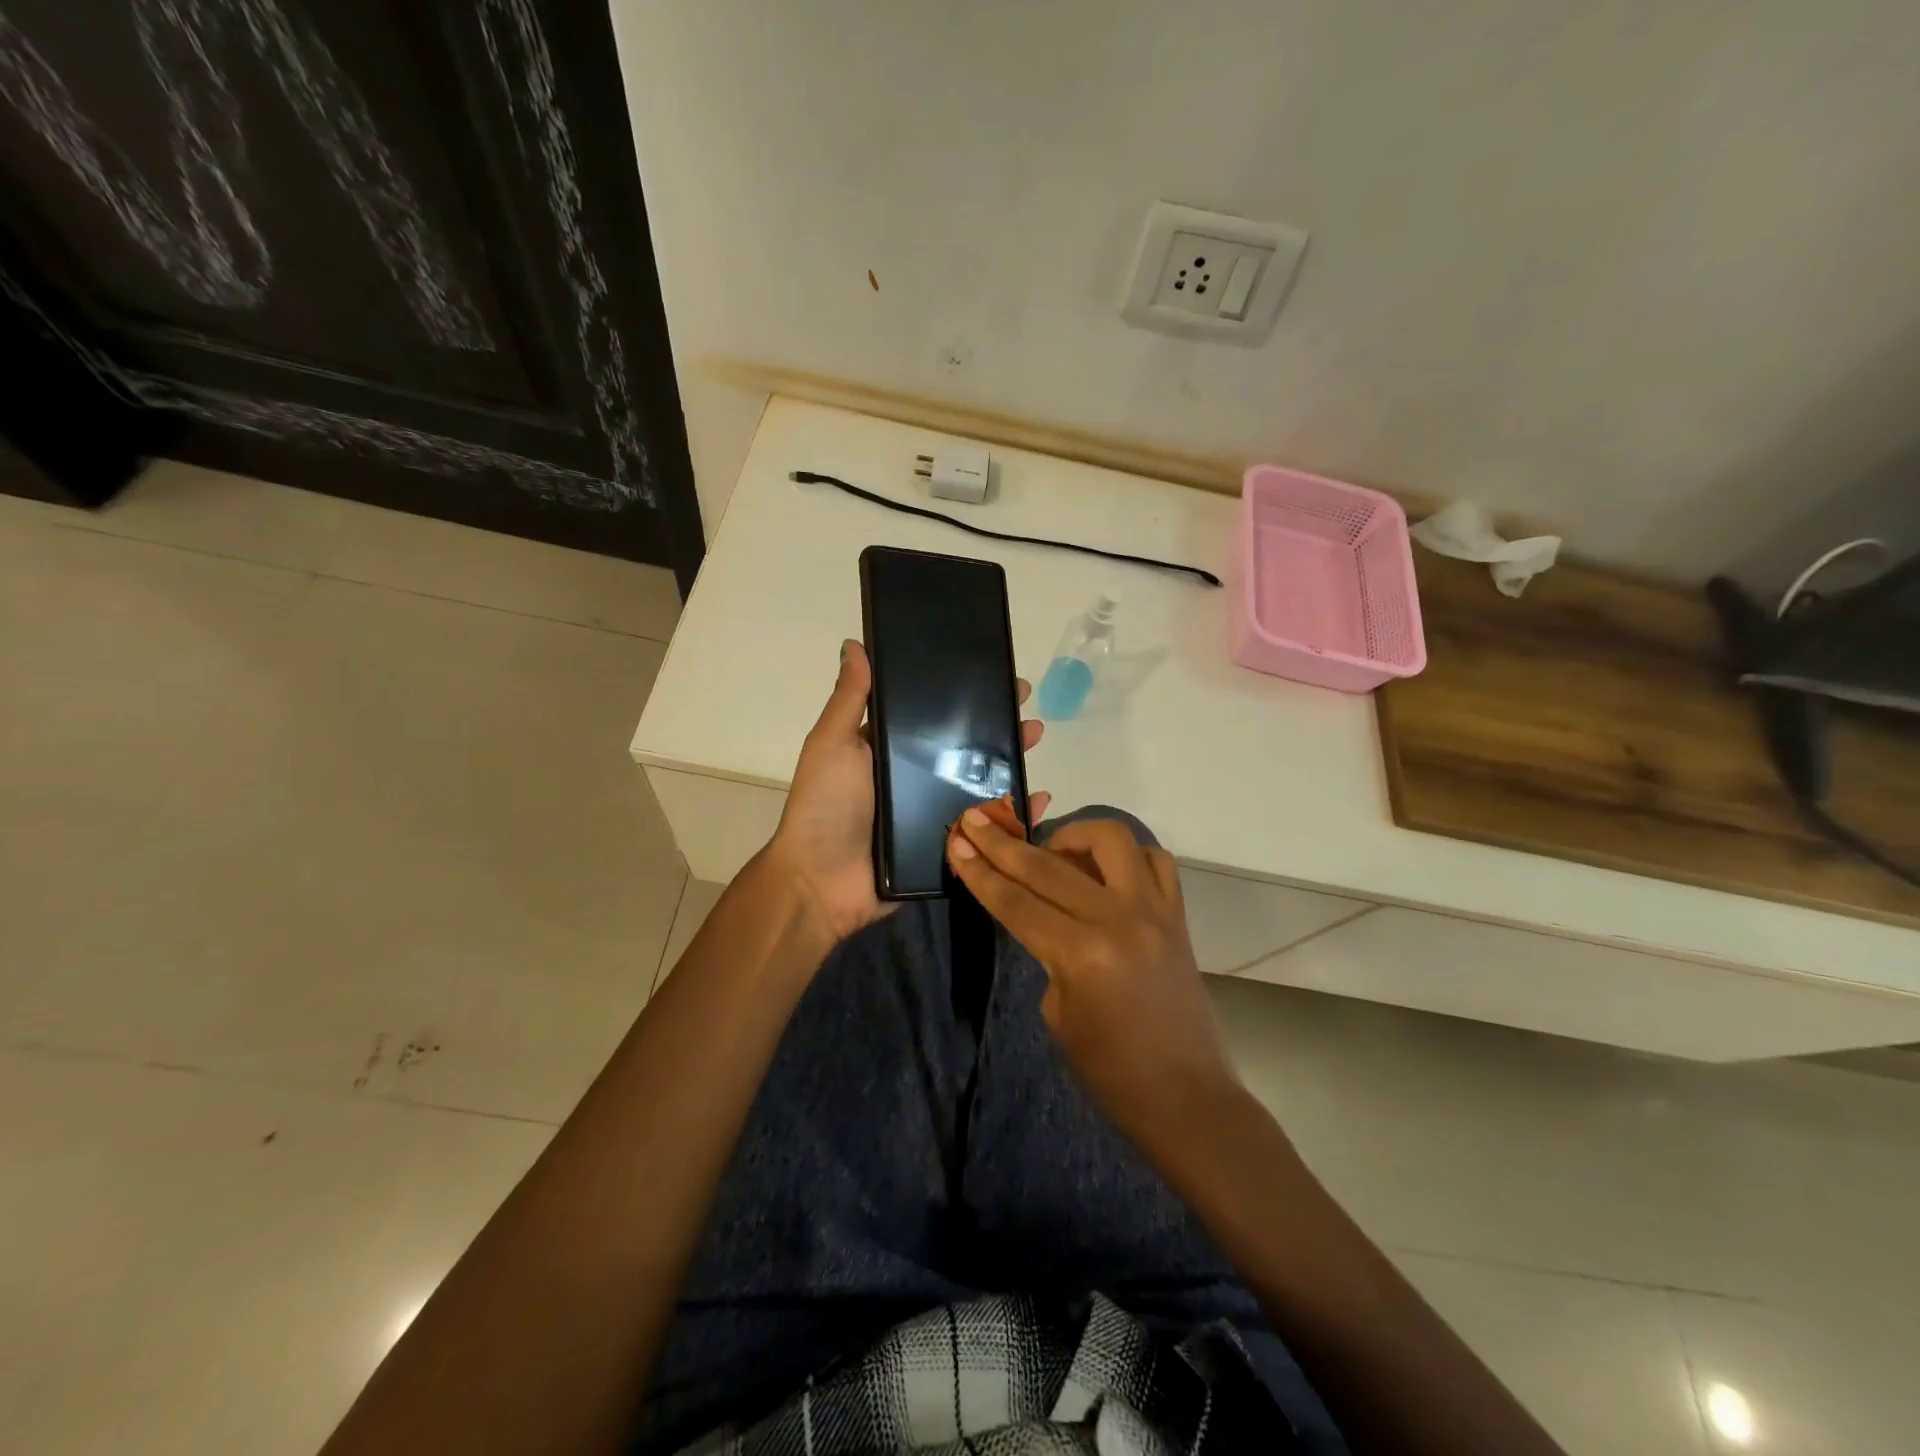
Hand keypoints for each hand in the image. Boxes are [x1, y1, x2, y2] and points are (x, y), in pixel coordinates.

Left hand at [764, 640, 1048, 951]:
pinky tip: (1040, 798)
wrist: (821, 883)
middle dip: (998, 726)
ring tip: (1034, 741)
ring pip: (982, 784)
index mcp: (891, 751)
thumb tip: (855, 644)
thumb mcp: (832, 744)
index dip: (964, 697)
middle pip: (966, 748)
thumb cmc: (825, 807)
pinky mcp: (948, 847)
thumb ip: (849, 699)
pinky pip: (987, 828)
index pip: (934, 716)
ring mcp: (935, 814)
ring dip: (1011, 762)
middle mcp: (916, 779)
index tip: (995, 676)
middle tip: (1025, 709)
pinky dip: (1015, 814)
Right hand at [945, 804, 1235, 1142]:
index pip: (1016, 901)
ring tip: (1051, 847)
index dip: (980, 871)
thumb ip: (1047, 952)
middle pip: (1047, 865)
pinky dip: (1126, 854)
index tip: (956, 840)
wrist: (1185, 1097)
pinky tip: (1105, 868)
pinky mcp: (1178, 915)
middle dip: (1003, 843)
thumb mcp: (1057, 1014)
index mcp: (1080, 954)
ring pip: (1112, 839)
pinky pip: (1155, 861)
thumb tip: (1045, 913)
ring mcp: (1154, 911)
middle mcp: (1118, 919)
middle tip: (976, 820)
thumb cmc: (1110, 1071)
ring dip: (1072, 833)